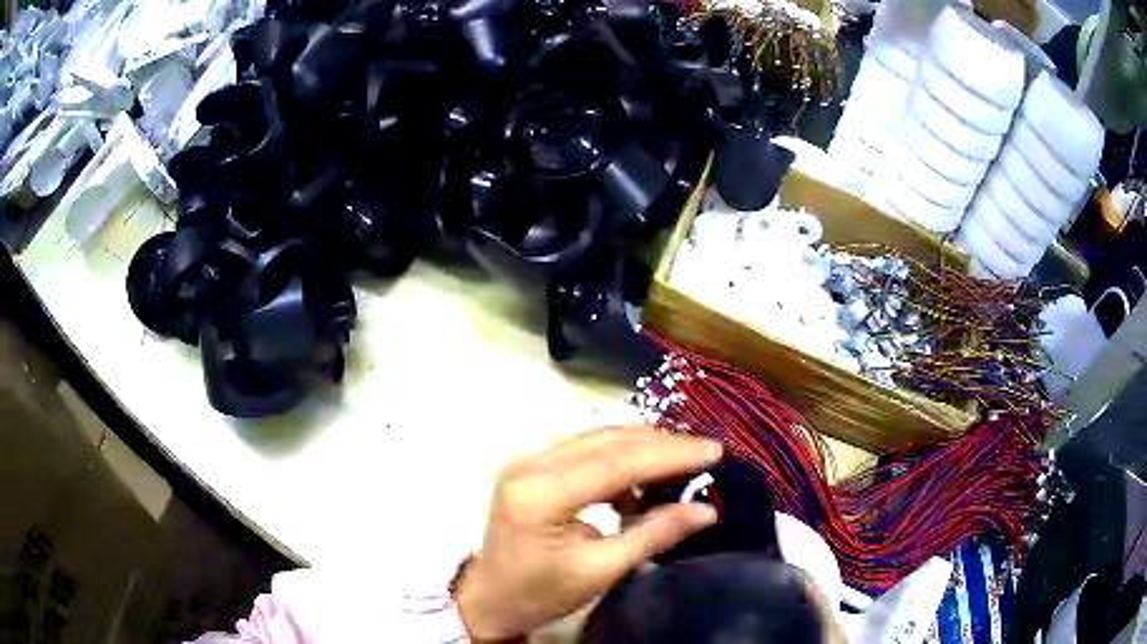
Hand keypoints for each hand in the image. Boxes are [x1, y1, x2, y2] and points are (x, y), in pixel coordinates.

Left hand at [453, 425, 722, 641]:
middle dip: (661, 444)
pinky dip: (618, 458)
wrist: (490, 598)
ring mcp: (525, 460)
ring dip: (641, 447)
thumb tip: (706, 510)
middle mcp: (529, 464)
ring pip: (596, 438)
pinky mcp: (529, 465)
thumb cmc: (541, 593)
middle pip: (607, 440)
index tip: (713, 451)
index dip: (669, 453)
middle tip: (704, 452)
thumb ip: (654, 534)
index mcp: (541, 494)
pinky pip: (583, 449)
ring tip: (681, 463)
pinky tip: (640, 480)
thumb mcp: (601, 571)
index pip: (616, 461)